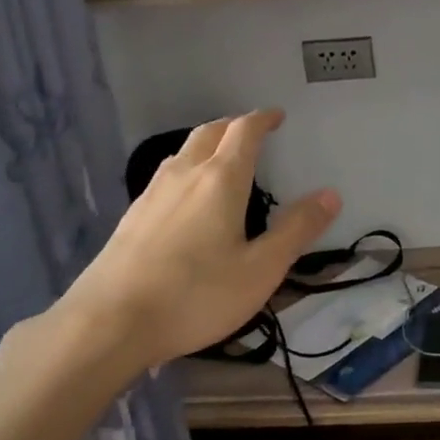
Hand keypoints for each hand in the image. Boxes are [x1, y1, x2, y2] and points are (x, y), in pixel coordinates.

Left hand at [52, 110, 339, 371]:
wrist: (109, 323)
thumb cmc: (195, 295)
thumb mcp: (260, 269)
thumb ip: (296, 230)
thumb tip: (330, 194)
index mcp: (220, 180)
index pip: (244, 132)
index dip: (263, 119)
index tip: (277, 116)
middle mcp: (184, 175)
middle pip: (209, 132)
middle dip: (233, 126)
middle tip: (252, 132)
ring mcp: (152, 194)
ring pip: (182, 152)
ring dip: (206, 145)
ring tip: (221, 159)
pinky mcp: (131, 217)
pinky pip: (165, 176)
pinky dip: (186, 170)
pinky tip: (185, 199)